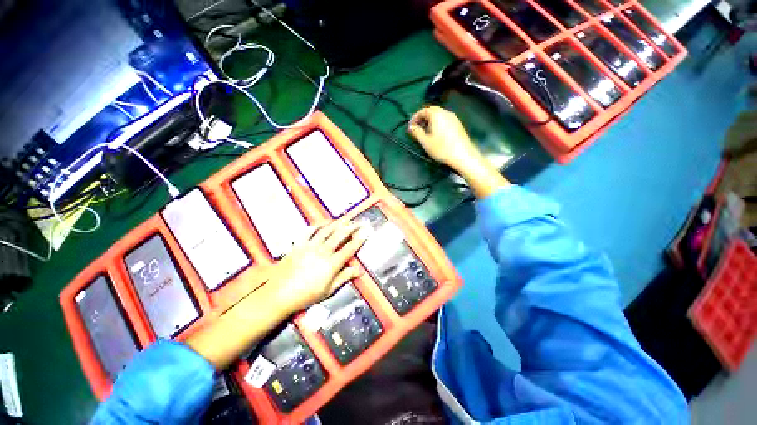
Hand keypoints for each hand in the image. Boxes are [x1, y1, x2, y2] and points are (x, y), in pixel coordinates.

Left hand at [264, 221, 367, 314]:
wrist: (278, 295)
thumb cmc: (305, 295)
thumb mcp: (328, 290)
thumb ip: (344, 277)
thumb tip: (359, 270)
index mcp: (331, 264)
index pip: (349, 248)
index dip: (359, 239)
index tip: (366, 231)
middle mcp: (322, 251)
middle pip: (340, 235)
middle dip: (352, 227)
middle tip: (359, 222)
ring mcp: (309, 246)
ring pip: (327, 230)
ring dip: (338, 223)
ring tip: (346, 219)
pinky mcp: (298, 244)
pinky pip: (309, 231)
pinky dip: (317, 225)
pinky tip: (323, 223)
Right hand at [407, 106, 485, 174]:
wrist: (462, 155)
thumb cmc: (441, 148)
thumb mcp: (425, 142)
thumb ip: (416, 132)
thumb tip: (411, 127)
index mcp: (437, 114)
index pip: (423, 111)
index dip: (414, 118)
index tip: (410, 127)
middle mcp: (446, 113)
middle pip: (431, 111)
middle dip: (422, 119)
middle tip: (417, 129)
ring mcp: (453, 118)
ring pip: (439, 116)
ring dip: (430, 122)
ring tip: (425, 133)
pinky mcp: (458, 125)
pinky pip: (444, 120)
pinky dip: (437, 124)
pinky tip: (436, 135)